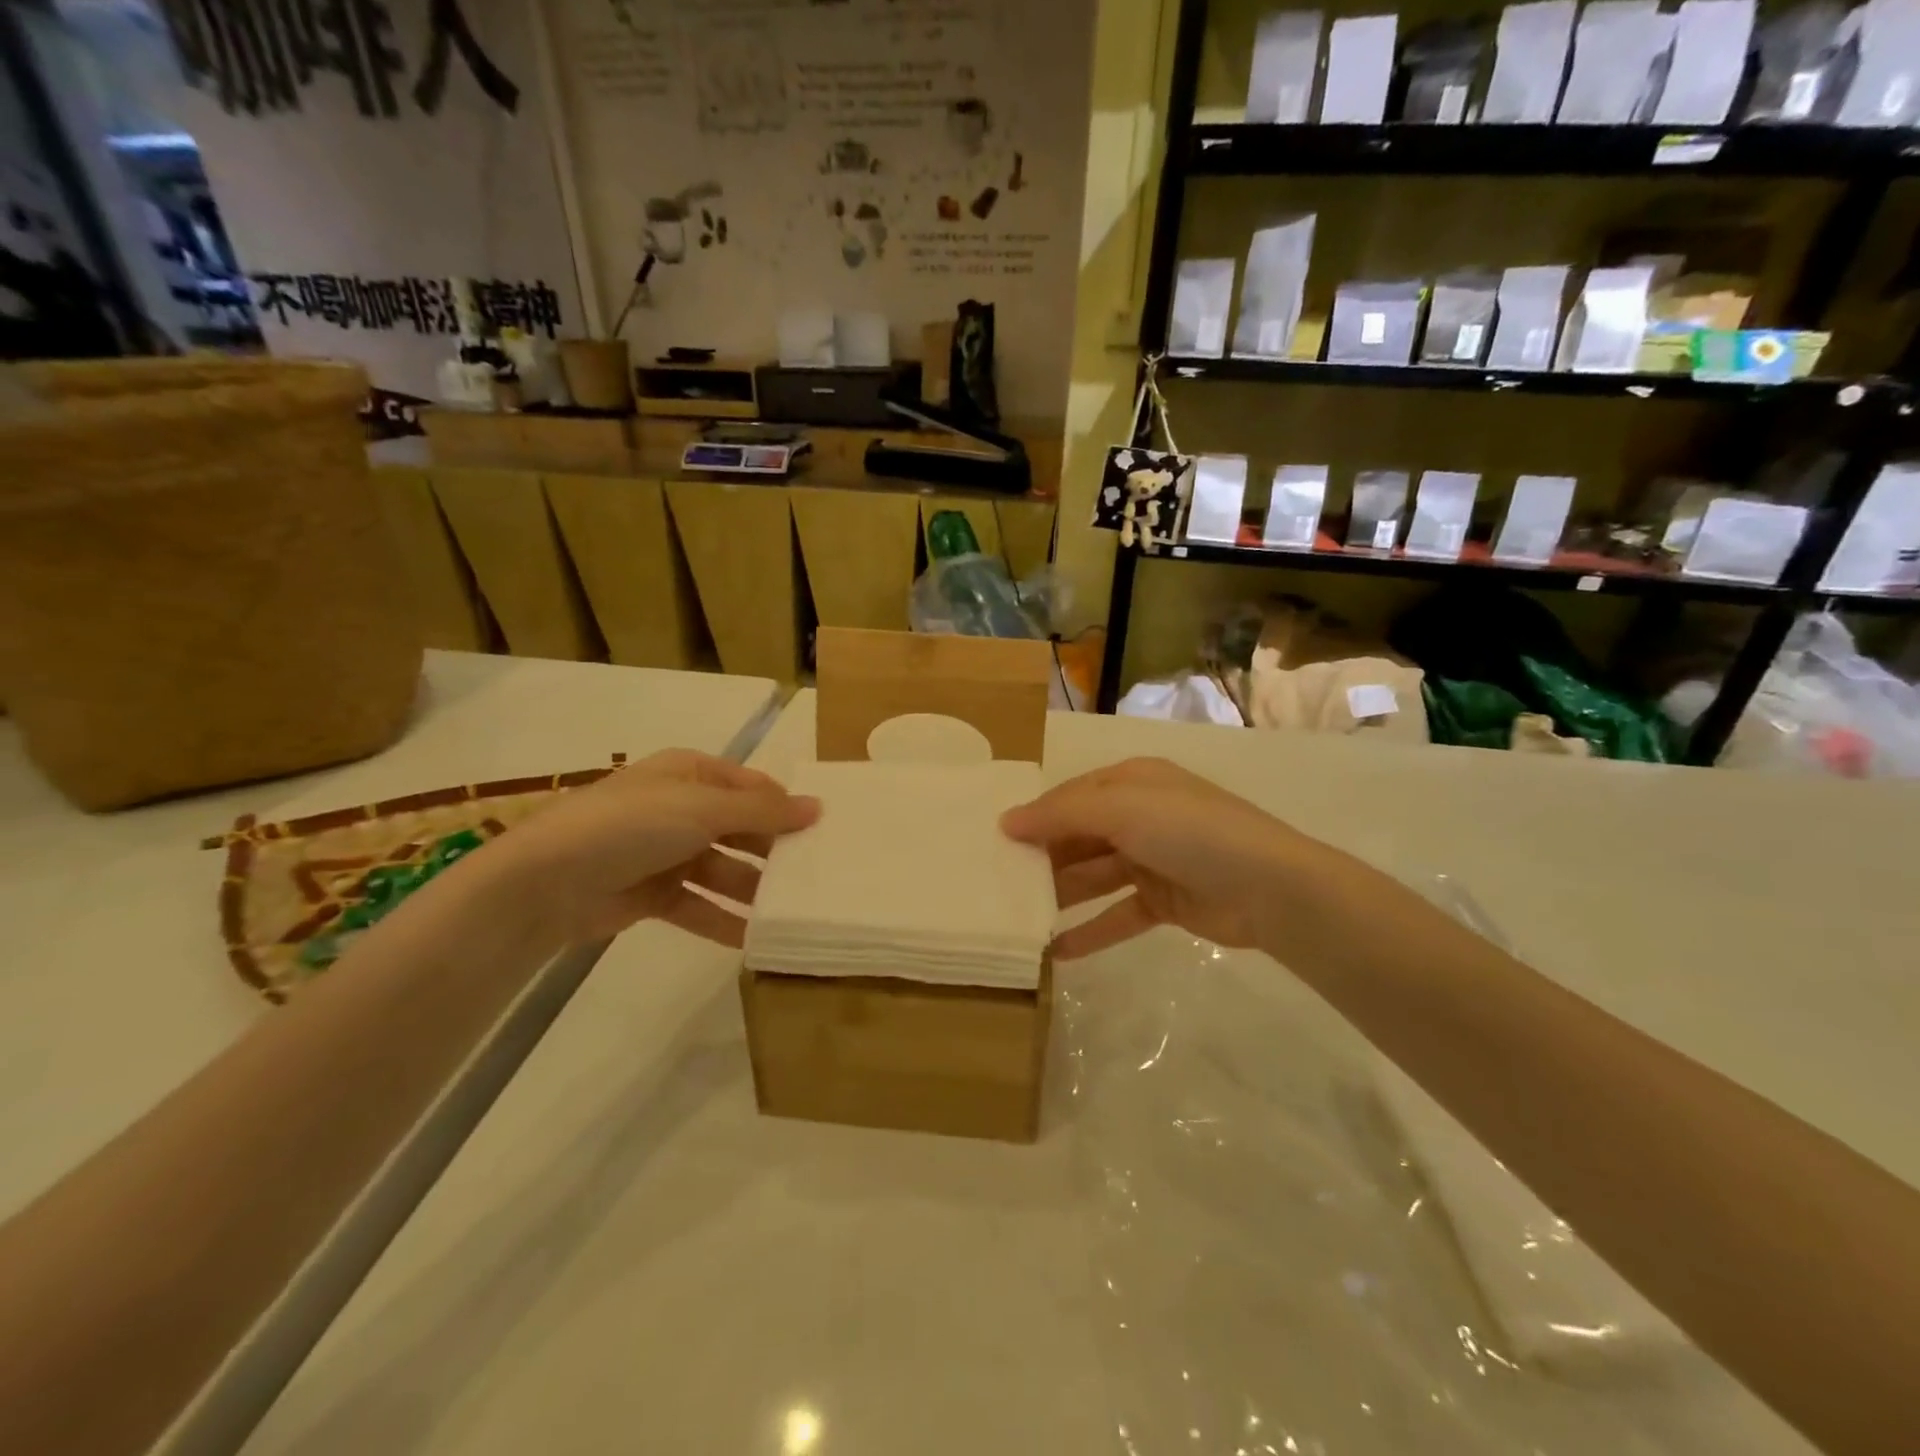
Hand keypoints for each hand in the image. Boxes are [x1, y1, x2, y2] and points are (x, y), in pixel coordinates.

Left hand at [494, 750, 818, 947]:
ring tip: (793, 911)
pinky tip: (755, 939)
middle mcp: (680, 808)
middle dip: (774, 851)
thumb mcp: (704, 809)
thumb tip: (818, 807)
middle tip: (816, 874)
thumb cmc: (631, 826)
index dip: (785, 806)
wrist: (545, 882)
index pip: (751, 787)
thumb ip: (764, 813)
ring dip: (753, 890)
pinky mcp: (652, 894)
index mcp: (690, 774)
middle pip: (740, 829)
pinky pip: (699, 905)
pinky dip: (724, 920)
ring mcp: (666, 852)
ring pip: (724, 870)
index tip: (823, 832)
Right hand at [1001, 757, 1314, 958]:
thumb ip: (1061, 814)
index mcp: (1132, 782)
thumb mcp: (1122, 808)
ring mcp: (1153, 860)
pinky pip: (1117, 915)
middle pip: (1079, 836)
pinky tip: (1056, 952)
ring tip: (1019, 918)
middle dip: (1043, 858)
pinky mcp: (1165, 902)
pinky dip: (1091, 931)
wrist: (1270, 888)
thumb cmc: (1190, 832)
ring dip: (1061, 895)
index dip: (1035, 817)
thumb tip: (1007, 820)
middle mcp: (1140, 816)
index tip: (996, 842)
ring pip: (1094, 877)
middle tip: (1000, 884)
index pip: (1071, 797)